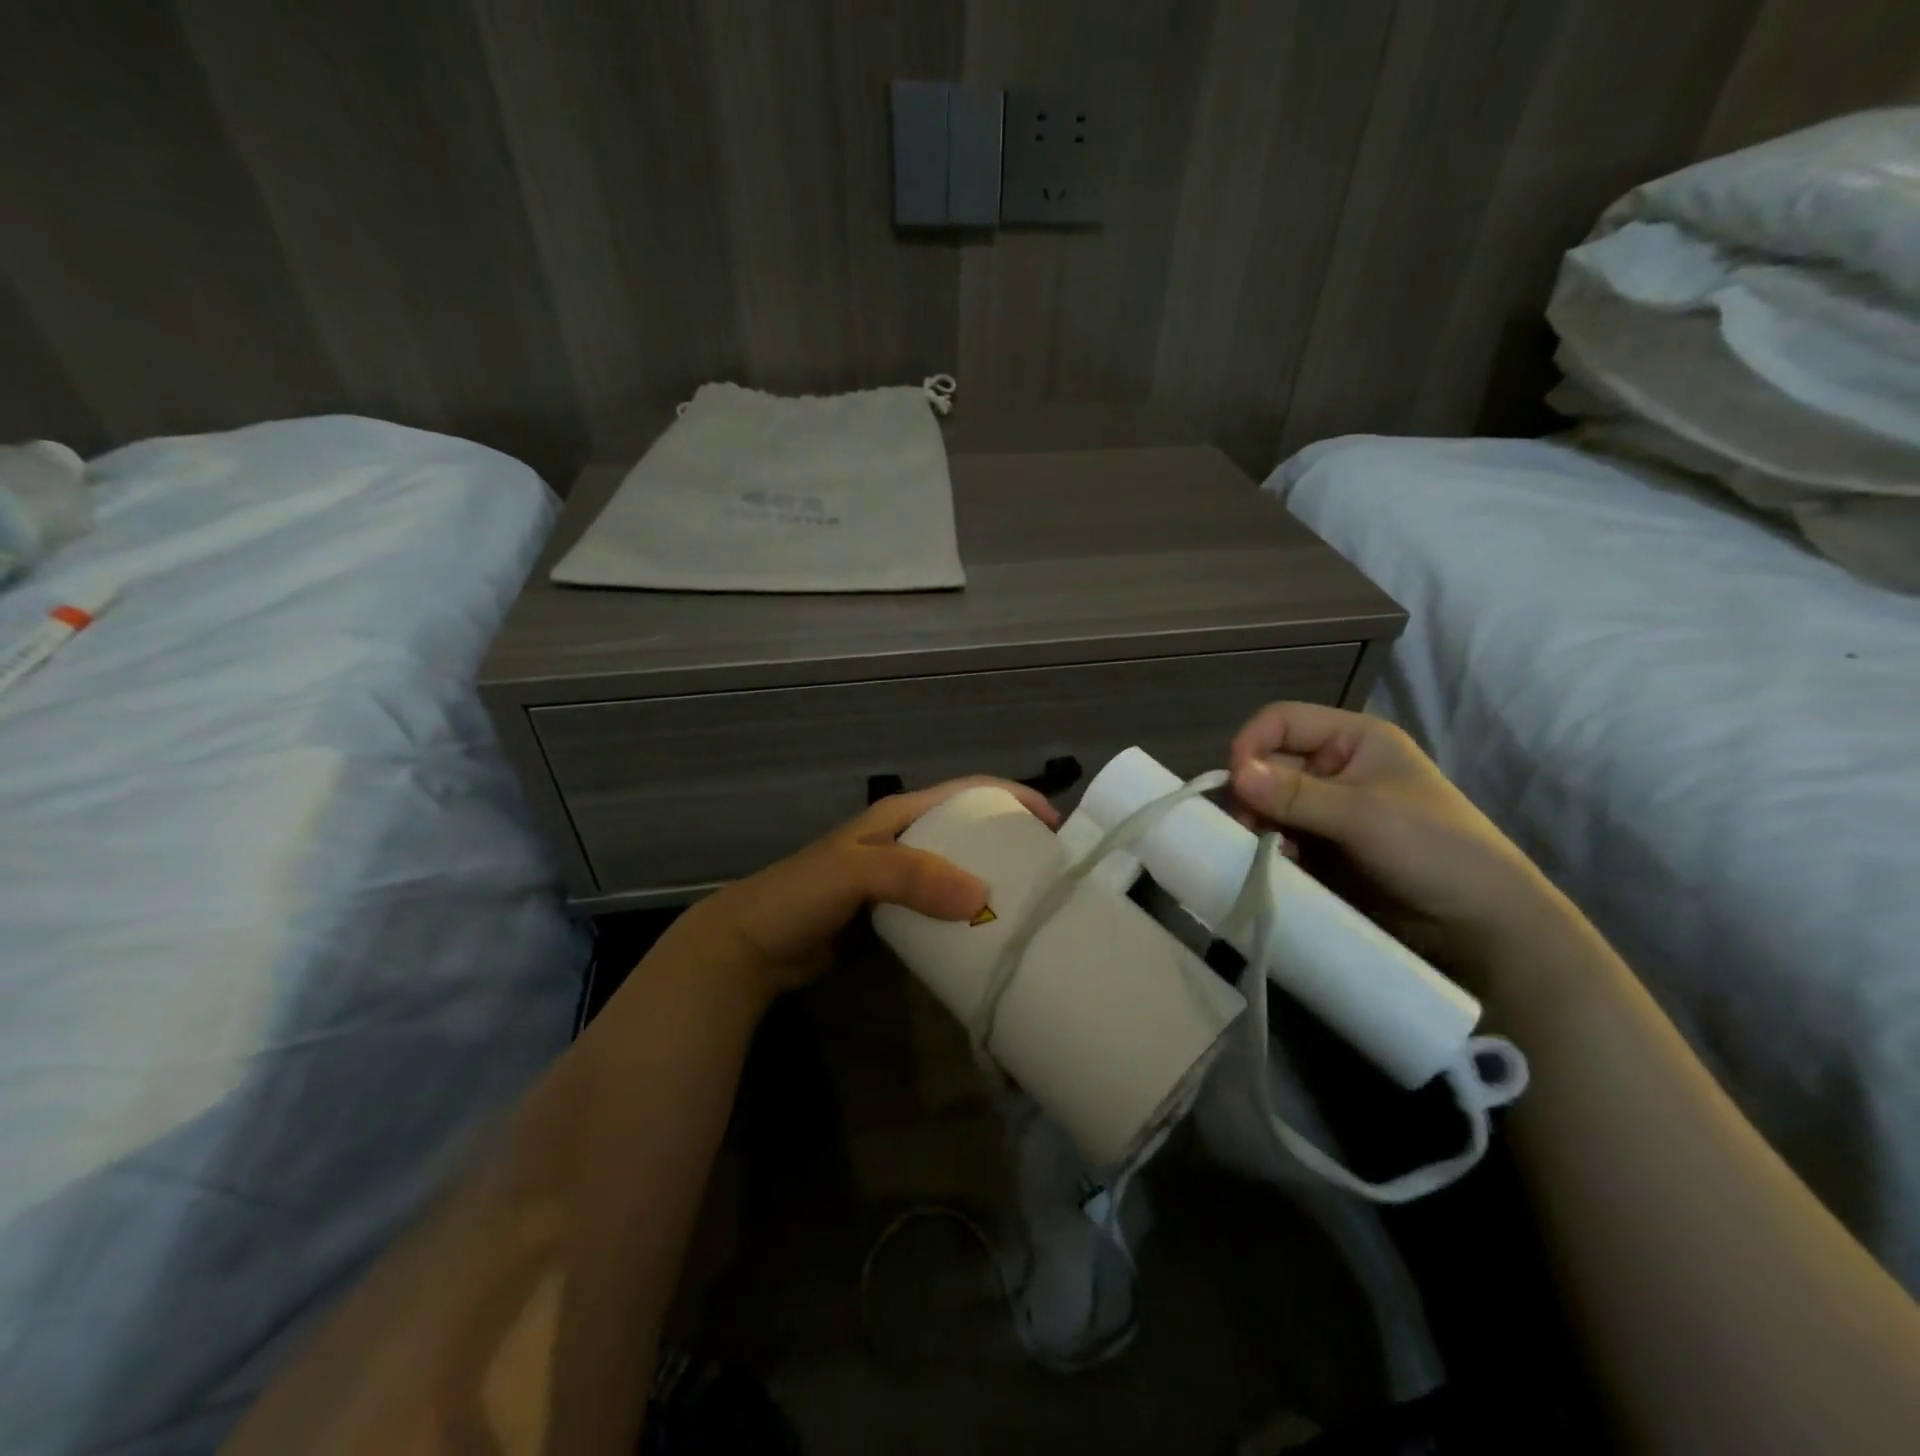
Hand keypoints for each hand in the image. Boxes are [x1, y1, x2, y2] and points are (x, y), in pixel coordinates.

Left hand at [659, 777, 1059, 1007]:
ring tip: (1030, 904)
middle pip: (968, 831)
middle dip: (1009, 843)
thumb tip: (981, 897)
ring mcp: (898, 879)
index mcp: (899, 815)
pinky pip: (940, 907)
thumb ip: (912, 877)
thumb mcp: (854, 872)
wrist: (751, 946)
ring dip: (990, 882)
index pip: (966, 792)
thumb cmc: (800, 895)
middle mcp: (904, 840)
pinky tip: (987, 934)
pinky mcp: (893, 914)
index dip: (1010, 798)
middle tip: (1050, 872)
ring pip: (957, 872)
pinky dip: (966, 915)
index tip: (1053, 823)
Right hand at [1228, 702, 1562, 974]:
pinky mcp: (1322, 845)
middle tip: (1248, 827)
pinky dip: (1270, 846)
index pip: (1282, 721)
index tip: (1237, 784)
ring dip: (1259, 823)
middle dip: (1252, 792)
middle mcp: (1335, 766)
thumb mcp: (1362, 815)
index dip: (1252, 744)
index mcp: (1353, 739)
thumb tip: (1232, 775)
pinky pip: (1278, 834)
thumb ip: (1295, 794)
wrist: (1478, 925)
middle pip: (1268, 762)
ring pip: (1268, 802)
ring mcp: (1327, 807)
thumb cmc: (1432, 849)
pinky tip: (1281, 863)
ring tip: (1265, 849)